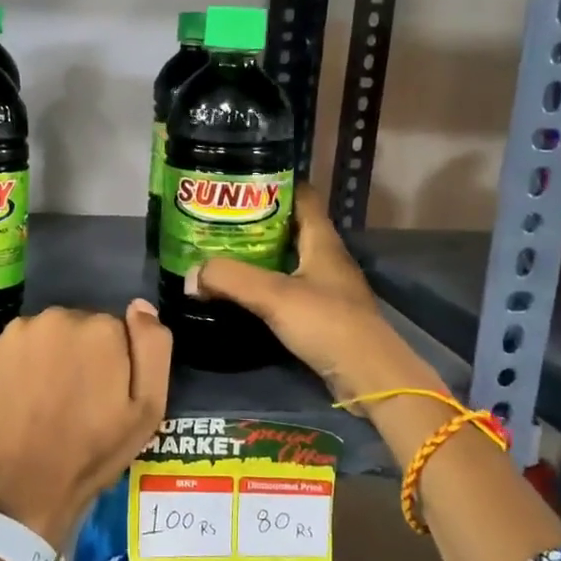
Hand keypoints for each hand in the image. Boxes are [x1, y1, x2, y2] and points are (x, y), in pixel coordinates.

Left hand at [0, 300, 171, 544]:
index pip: (117, 331)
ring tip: (47, 402)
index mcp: (101, 328)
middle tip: (78, 401)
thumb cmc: (91, 452)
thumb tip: (141, 306)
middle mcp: (59, 317)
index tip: (106, 396)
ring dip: (51, 357)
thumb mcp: (147, 409)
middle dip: (82, 355)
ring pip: (47, 337)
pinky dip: (22, 366)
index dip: (115, 364)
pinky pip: (17, 350)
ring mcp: (19, 332)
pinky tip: (22, 399)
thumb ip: (153, 348)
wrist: (19, 487)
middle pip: (80, 328)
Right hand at [188, 184, 443, 411]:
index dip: (273, 184)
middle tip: (218, 220)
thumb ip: (230, 279)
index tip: (238, 183)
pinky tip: (242, 291)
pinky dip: (265, 283)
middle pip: (290, 226)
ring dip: (258, 254)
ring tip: (221, 252)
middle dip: (256, 220)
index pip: (301, 196)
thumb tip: (191, 274)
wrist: (369, 376)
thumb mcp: (274, 296)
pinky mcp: (322, 313)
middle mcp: (326, 257)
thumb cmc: (328, 323)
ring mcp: (326, 286)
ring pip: (288, 258)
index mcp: (322, 240)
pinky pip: (288, 286)